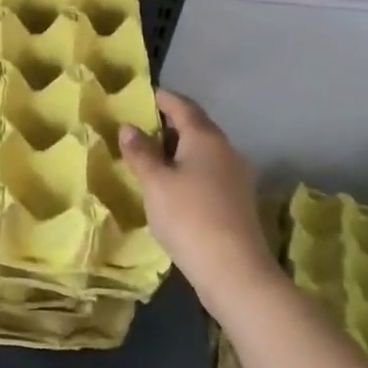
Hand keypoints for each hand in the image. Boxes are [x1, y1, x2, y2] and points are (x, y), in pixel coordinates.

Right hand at [120, 89, 281, 317]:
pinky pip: (209, 172)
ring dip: (178, 148)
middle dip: (168, 123)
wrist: (236, 272)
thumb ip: (140, 152)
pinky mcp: (237, 201)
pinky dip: (188, 169)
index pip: (181, 105)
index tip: (141, 94)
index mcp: (205, 137)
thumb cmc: (189, 217)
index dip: (161, 97)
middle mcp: (226, 149)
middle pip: (195, 126)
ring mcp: (236, 176)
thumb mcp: (155, 183)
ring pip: (203, 151)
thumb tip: (129, 127)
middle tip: (139, 126)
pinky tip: (172, 185)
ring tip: (150, 156)